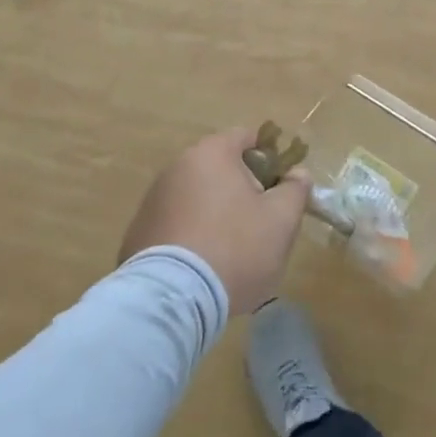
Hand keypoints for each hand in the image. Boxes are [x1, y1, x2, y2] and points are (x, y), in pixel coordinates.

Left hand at [118, 129, 310, 313]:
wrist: (173, 299)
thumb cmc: (236, 248)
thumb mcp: (281, 220)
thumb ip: (295, 190)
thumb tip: (297, 174)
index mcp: (212, 153)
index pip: (246, 138)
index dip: (269, 159)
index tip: (279, 189)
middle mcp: (177, 166)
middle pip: (220, 168)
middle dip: (241, 191)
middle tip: (260, 225)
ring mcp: (153, 199)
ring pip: (197, 198)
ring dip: (215, 214)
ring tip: (230, 253)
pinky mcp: (138, 232)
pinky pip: (175, 225)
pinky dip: (191, 236)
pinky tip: (202, 267)